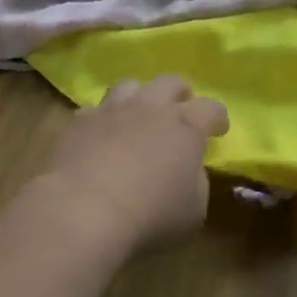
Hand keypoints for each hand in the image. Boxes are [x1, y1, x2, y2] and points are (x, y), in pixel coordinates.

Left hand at [37, 77, 229, 256]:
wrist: (83, 209)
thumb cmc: (150, 215)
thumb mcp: (193, 210)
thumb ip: (196, 183)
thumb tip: (188, 171)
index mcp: (185, 126)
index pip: (211, 108)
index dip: (217, 117)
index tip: (219, 129)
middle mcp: (149, 107)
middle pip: (169, 82)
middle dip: (179, 93)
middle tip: (180, 109)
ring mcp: (111, 110)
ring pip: (129, 86)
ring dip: (139, 98)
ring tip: (138, 115)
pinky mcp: (78, 123)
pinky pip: (94, 111)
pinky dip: (102, 121)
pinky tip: (100, 137)